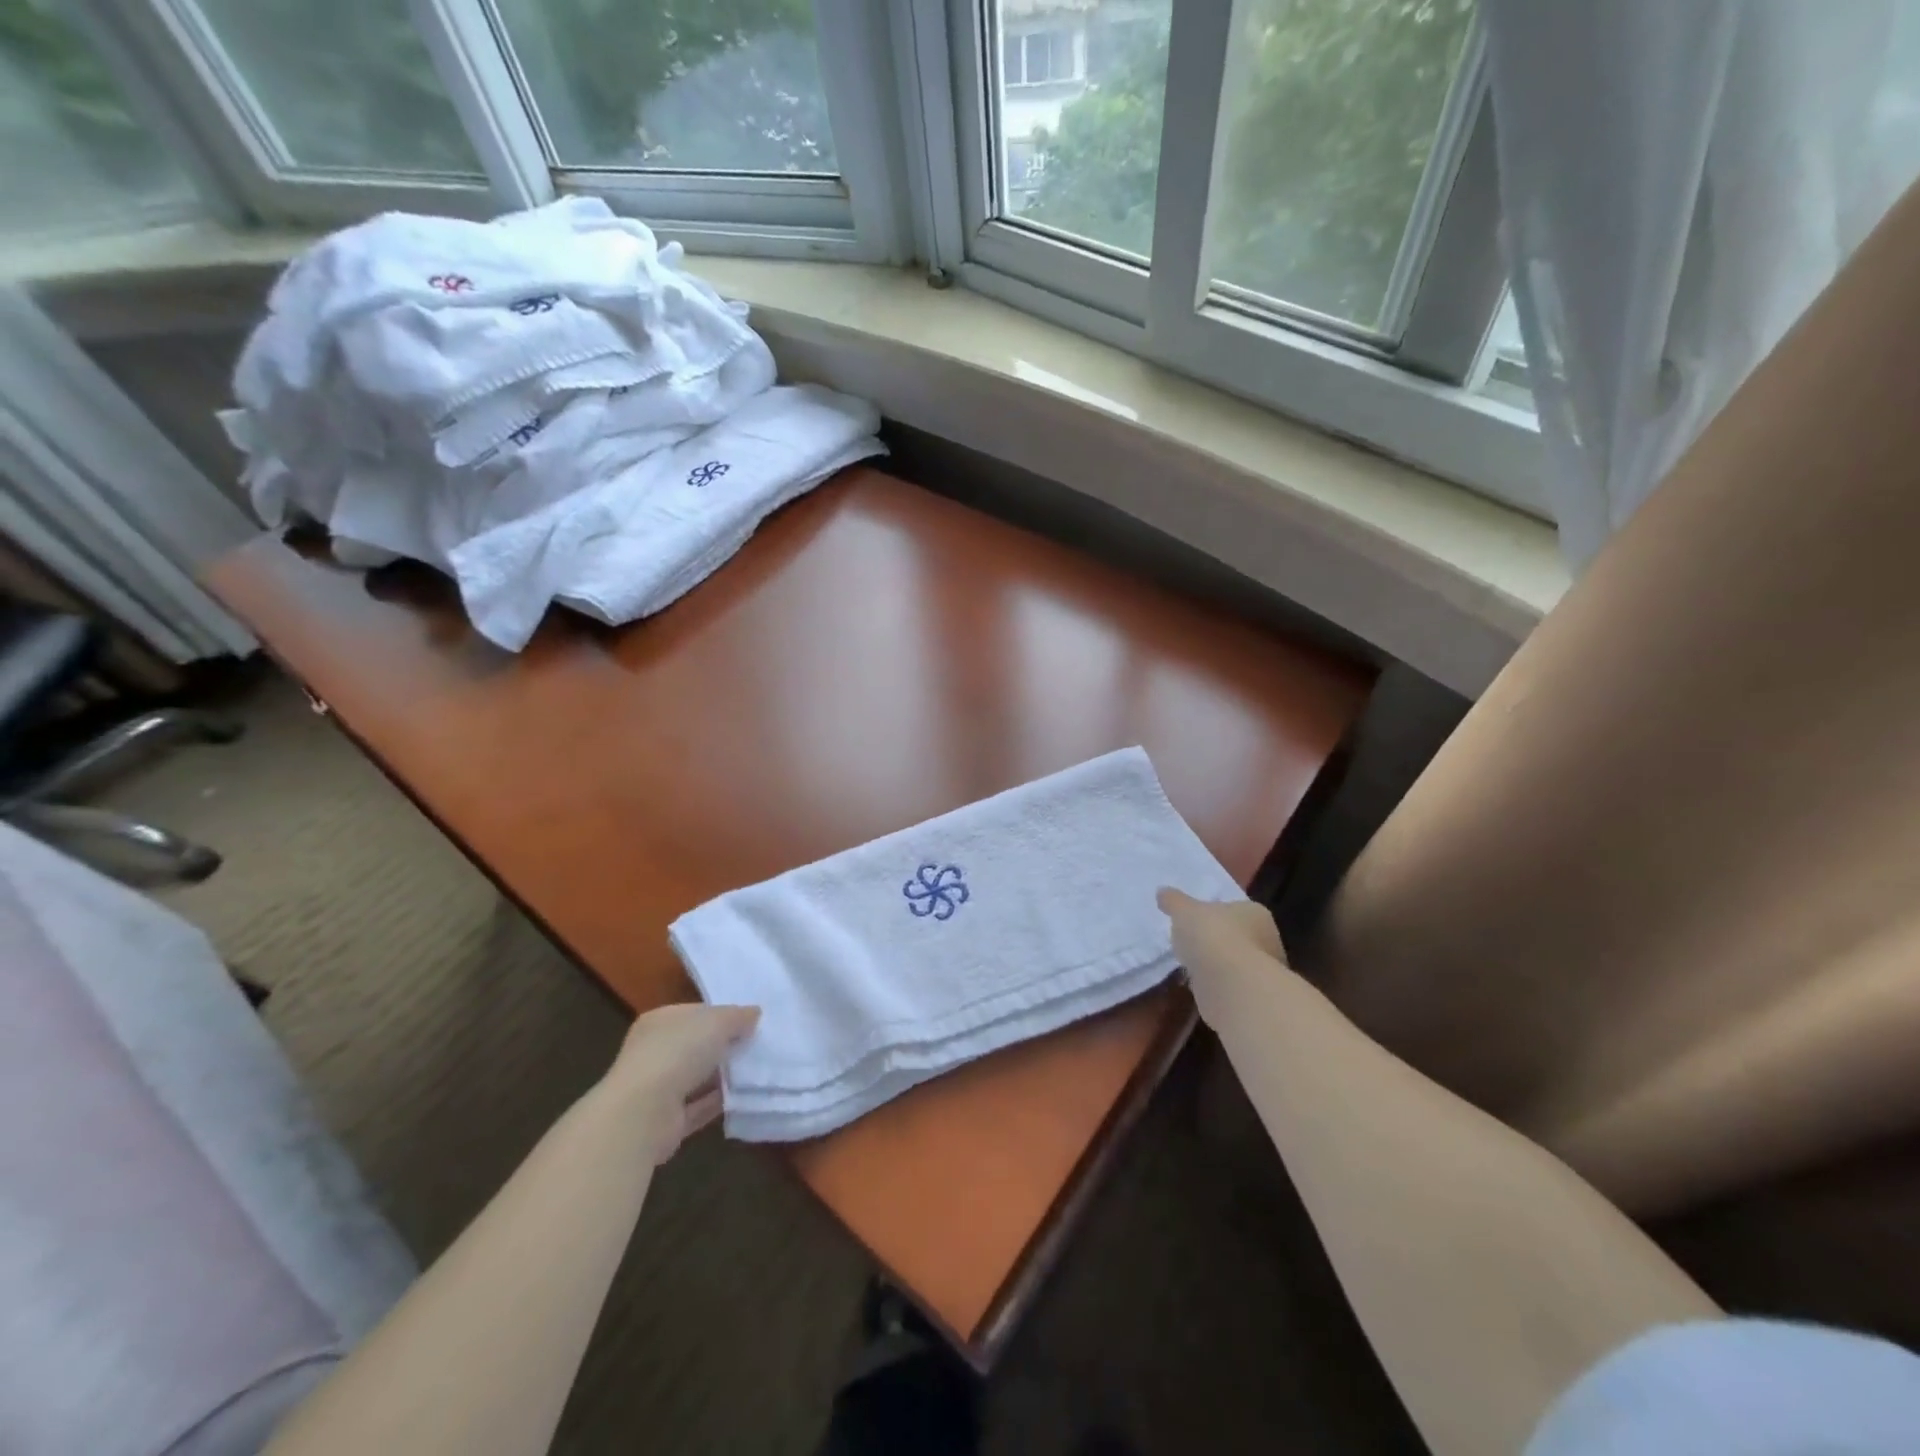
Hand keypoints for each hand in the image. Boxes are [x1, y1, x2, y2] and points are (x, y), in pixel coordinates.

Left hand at [601, 1002, 759, 1163]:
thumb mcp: (718, 1021)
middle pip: (696, 1046)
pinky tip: (745, 1097)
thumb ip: (738, 1016)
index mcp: (660, 1021)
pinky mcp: (666, 1121)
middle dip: (725, 1046)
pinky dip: (719, 1102)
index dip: (722, 1015)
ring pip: (698, 1077)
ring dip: (724, 1076)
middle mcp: (654, 1052)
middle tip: (758, 1045)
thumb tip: (753, 1014)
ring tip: (758, 1071)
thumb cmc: (678, 1052)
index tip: (750, 1022)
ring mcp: (658, 1089)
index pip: (695, 1013)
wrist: (643, 1114)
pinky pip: (699, 1107)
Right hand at [1158, 888, 1287, 1027]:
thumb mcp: (1184, 911)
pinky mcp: (1251, 998)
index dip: (1215, 913)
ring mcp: (1262, 972)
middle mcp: (1267, 940)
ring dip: (1216, 965)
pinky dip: (1215, 986)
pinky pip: (1228, 986)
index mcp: (1255, 913)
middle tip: (1192, 942)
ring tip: (1191, 965)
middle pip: (1237, 936)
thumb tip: (1162, 891)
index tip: (1196, 919)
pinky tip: (1198, 986)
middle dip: (1218, 940)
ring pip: (1234, 963)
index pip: (1235, 909)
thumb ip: (1174, 901)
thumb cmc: (1212, 936)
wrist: (1230, 986)